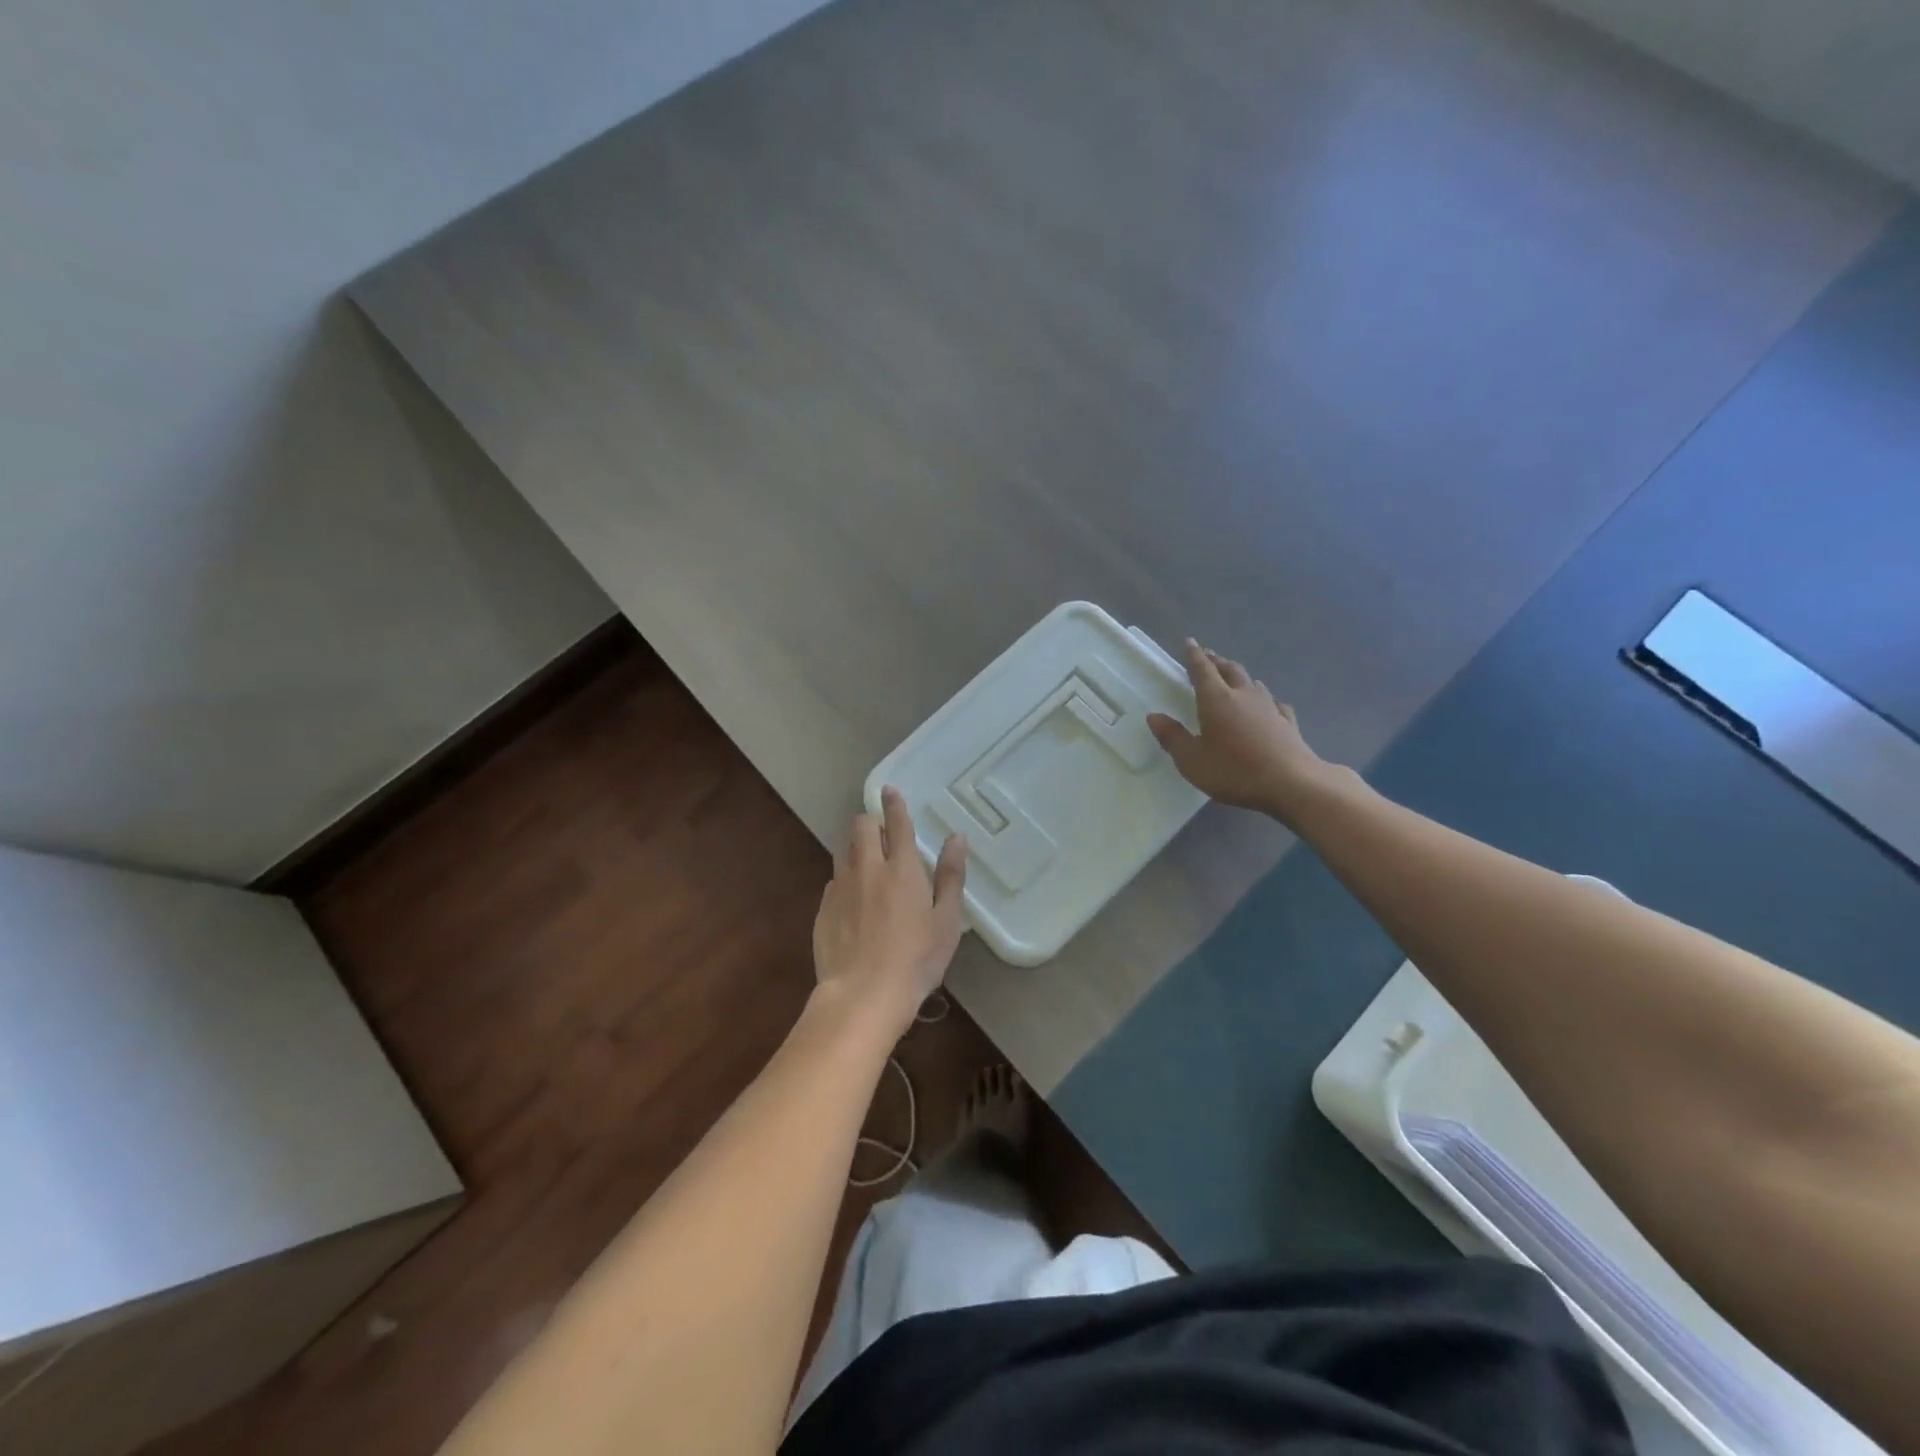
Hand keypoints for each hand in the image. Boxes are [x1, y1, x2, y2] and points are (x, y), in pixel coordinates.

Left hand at [812, 786, 967, 1032]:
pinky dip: (845, 881)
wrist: (863, 995)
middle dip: (870, 822)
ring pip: (843, 851)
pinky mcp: (824, 910)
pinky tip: (854, 903)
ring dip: (856, 848)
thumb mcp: (946, 921)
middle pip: (860, 827)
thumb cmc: (916, 959)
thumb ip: (950, 876)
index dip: (895, 804)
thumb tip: (956, 838)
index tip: (890, 791)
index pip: (897, 824)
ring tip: (868, 865)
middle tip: (882, 835)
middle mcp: (867, 869)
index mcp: (901, 869)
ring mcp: (841, 888)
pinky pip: (834, 882)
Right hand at [1147, 639, 1331, 818]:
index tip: (1190, 642)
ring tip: (1234, 677)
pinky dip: (1266, 699)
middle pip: (1230, 670)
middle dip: (1217, 661)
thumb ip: (1172, 737)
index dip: (1194, 656)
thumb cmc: (1234, 771)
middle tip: (1208, 657)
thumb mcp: (1192, 760)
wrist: (1291, 784)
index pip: (1202, 670)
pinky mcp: (1287, 722)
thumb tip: (1154, 717)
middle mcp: (1243, 695)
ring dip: (1240, 677)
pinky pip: (1274, 703)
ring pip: (1253, 683)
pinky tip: (1269, 705)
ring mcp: (1269, 707)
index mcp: (1216, 700)